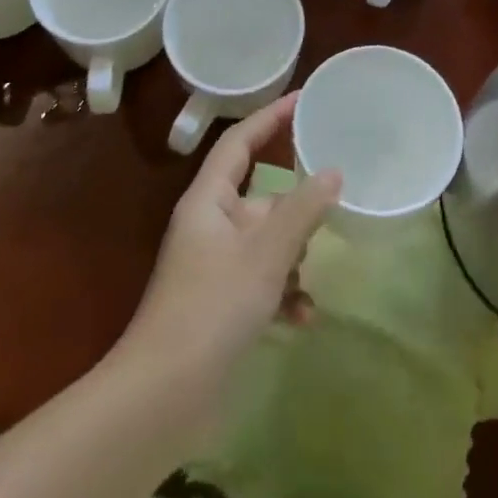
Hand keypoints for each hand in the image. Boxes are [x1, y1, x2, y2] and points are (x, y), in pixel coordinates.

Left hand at [117, 94, 340, 411]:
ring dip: (293, 257)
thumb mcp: (266, 253)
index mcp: (208, 200)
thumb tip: (334, 172)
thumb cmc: (212, 308)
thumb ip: (303, 210)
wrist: (163, 398)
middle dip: (296, 207)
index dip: (271, 117)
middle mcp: (209, 225)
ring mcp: (214, 266)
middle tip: (333, 203)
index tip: (305, 99)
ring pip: (267, 242)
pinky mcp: (221, 303)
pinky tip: (303, 317)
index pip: (240, 142)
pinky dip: (284, 293)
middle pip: (261, 196)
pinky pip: (262, 282)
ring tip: (311, 276)